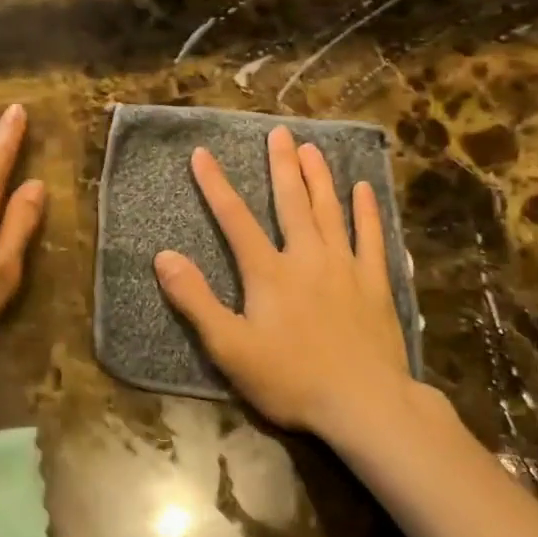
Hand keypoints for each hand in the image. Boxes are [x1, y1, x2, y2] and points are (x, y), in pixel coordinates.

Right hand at [154, 126, 413, 440]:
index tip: (202, 153)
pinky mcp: (374, 283)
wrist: (364, 404)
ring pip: (330, 210)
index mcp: (269, 272)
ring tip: (312, 148)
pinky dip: (367, 211)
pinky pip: (372, 237)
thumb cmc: (291, 378)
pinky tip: (365, 188)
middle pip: (291, 202)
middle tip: (279, 132)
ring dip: (319, 177)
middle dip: (281, 165)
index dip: (216, 185)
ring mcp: (345, 266)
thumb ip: (196, 300)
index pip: (235, 219)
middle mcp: (306, 257)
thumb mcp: (229, 347)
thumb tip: (163, 256)